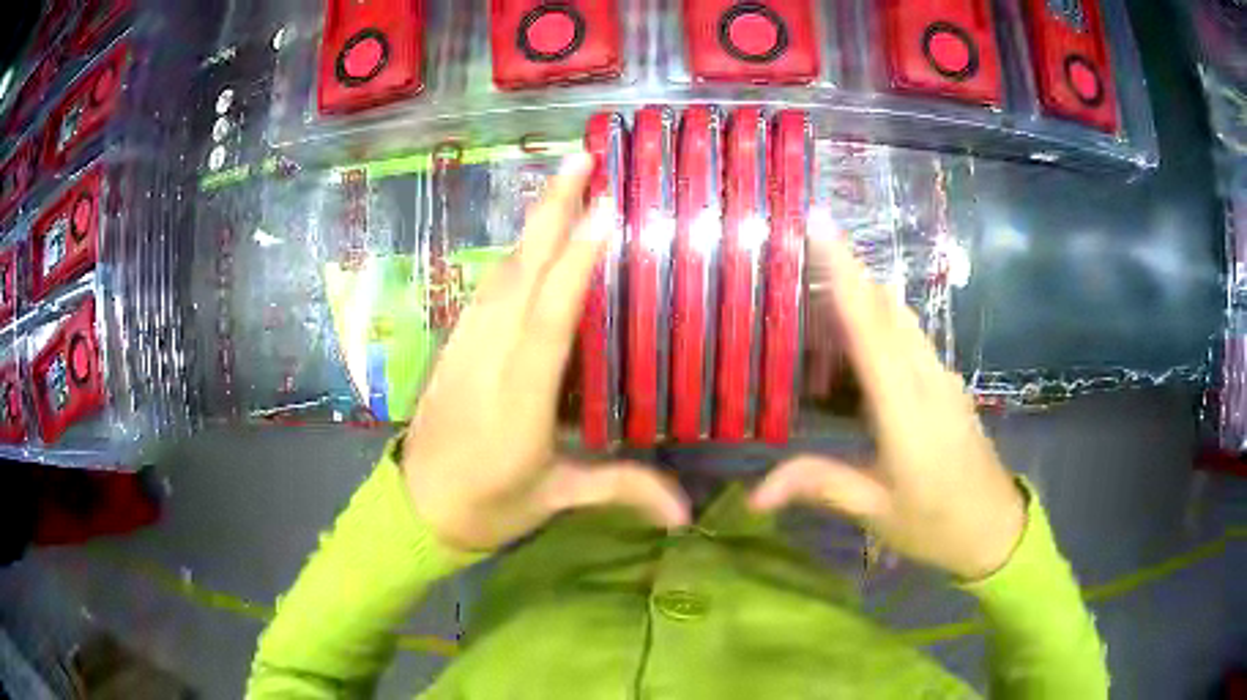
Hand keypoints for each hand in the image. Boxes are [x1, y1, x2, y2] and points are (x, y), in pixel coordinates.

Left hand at [402, 153, 690, 552]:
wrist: (415, 509)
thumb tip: (687, 515)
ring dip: (530, 225)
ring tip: (562, 184)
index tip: (603, 212)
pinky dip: (511, 256)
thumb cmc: (487, 507)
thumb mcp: (554, 498)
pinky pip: (485, 291)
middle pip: (519, 274)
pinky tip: (528, 241)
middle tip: (581, 159)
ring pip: (499, 274)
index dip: (575, 264)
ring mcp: (464, 347)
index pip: (549, 320)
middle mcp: (488, 359)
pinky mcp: (452, 346)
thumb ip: (621, 489)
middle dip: (549, 211)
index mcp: (519, 400)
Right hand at [750, 235, 1025, 579]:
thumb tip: (755, 492)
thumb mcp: (876, 511)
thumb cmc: (936, 523)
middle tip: (800, 251)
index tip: (820, 227)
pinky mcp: (945, 384)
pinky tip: (853, 340)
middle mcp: (927, 378)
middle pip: (887, 307)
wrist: (994, 528)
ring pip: (900, 317)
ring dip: (862, 295)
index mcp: (906, 408)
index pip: (870, 328)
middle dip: (847, 271)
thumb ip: (820, 486)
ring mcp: (941, 377)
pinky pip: (909, 337)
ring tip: (816, 290)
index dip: (843, 275)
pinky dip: (878, 322)